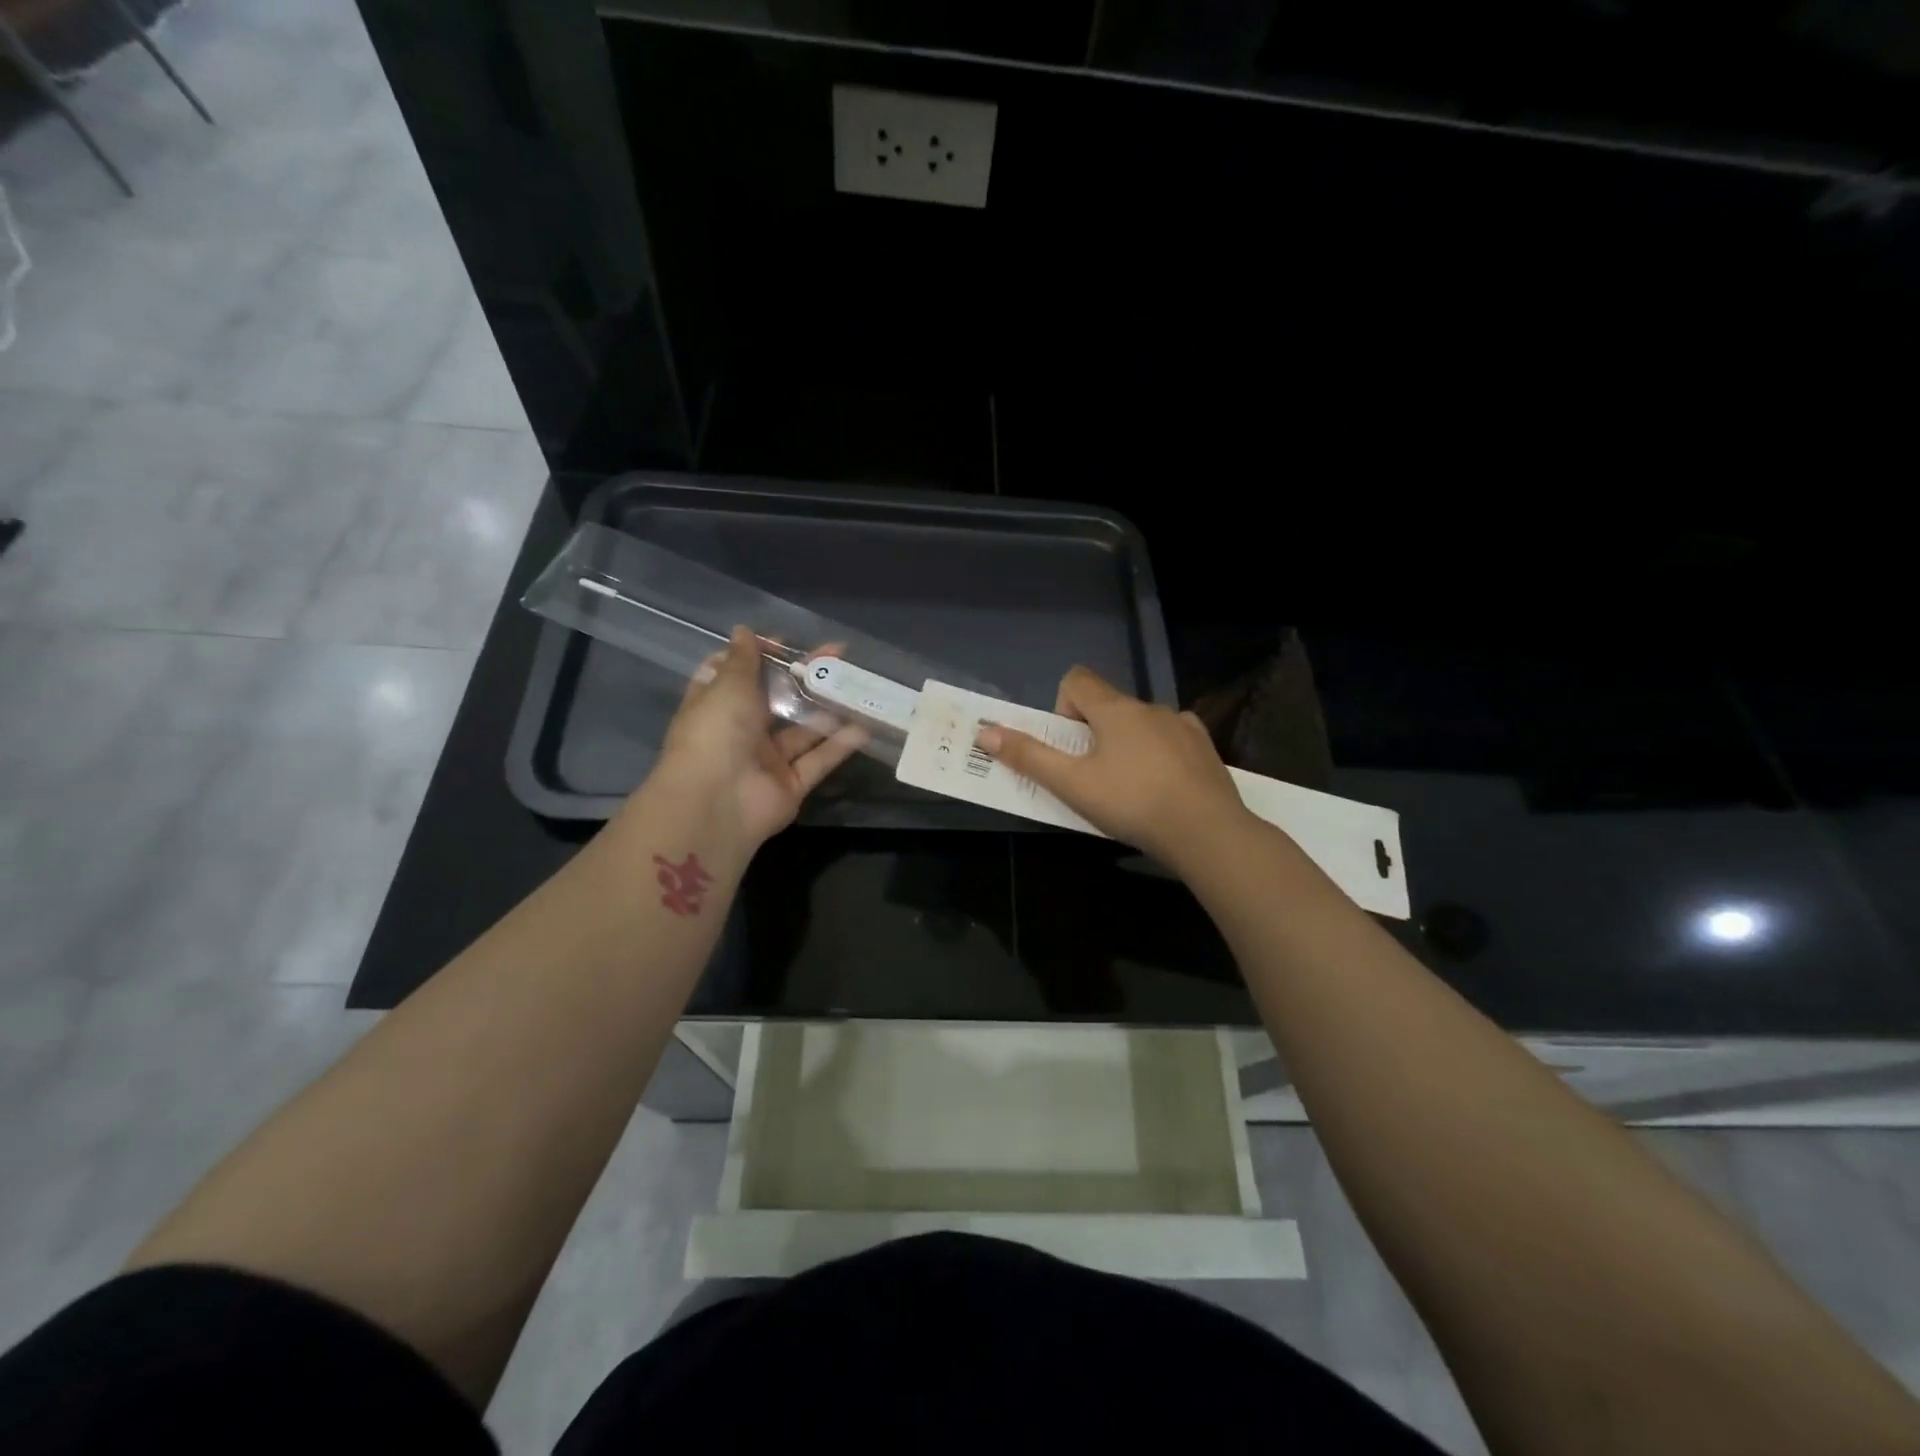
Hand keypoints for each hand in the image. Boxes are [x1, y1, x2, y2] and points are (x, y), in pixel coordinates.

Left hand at [650, 627, 865, 848]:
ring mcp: (767, 760)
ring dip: (829, 710)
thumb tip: (744, 631)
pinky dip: (840, 745)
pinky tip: (865, 726)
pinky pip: (818, 760)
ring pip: (803, 731)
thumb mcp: (728, 686)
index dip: (760, 656)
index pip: (736, 674)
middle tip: (838, 656)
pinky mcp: (791, 785)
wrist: (716, 803)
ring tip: (859, 685)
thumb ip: (744, 660)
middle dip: (804, 677)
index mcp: (717, 705)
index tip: (786, 643)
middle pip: (776, 699)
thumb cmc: (715, 733)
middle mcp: (741, 731)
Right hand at [976, 666, 1249, 868]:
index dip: (1062, 708)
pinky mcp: (1205, 747)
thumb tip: (986, 733)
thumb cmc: (1131, 803)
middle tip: (1091, 777)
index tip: (1068, 747)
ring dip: (1126, 744)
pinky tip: (1163, 787)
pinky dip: (1159, 754)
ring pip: (1140, 723)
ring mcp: (1182, 725)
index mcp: (1114, 709)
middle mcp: (1149, 707)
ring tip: (1129, 788)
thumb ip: (1028, 757)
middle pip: (1107, 705)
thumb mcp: (1072, 784)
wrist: (1206, 831)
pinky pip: (1171, 739)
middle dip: (1092, 734)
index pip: (1077, 680)